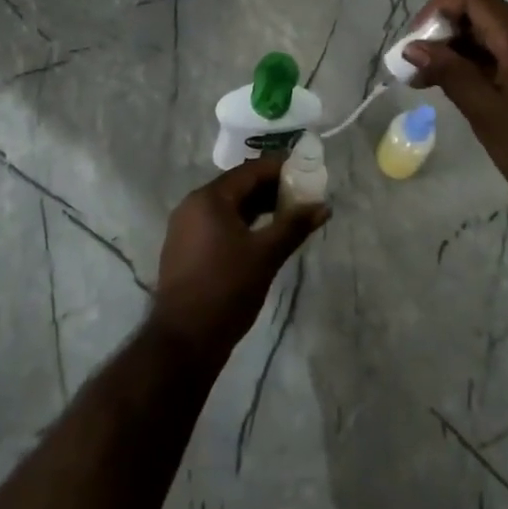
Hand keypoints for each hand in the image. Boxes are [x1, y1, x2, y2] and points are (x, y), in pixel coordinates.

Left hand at [152, 157, 327, 361]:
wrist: (184, 340)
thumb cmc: (227, 289)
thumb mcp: (266, 255)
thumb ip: (294, 226)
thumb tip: (323, 206)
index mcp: (209, 198)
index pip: (250, 171)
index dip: (279, 168)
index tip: (306, 170)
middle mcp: (193, 204)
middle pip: (238, 186)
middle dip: (270, 188)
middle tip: (302, 194)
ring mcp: (185, 227)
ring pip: (228, 206)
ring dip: (257, 206)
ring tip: (289, 214)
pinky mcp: (185, 247)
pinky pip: (218, 223)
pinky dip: (242, 222)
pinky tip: (263, 235)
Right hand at [403, 0, 507, 216]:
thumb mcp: (487, 113)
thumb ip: (449, 73)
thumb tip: (414, 47)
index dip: (436, 11)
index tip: (414, 45)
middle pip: (486, 16)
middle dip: (447, 37)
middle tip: (418, 73)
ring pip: (502, 38)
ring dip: (466, 54)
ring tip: (438, 87)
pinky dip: (490, 66)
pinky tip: (475, 95)